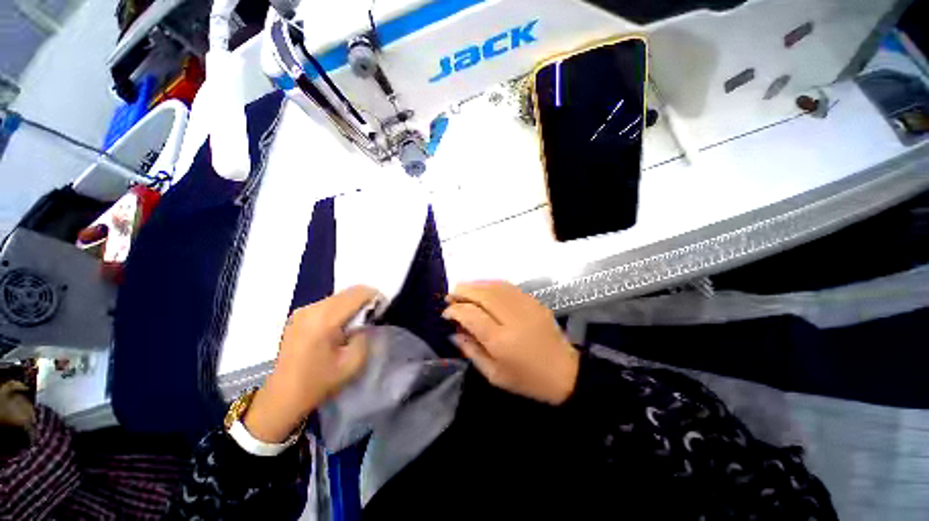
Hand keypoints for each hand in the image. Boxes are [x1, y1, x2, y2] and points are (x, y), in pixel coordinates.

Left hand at [244, 286, 378, 442]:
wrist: (281, 398)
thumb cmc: (318, 382)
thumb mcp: (353, 363)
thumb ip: (366, 336)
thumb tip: (367, 321)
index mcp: (325, 319)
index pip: (358, 293)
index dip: (375, 298)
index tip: (382, 311)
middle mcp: (312, 308)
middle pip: (348, 292)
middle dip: (365, 301)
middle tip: (372, 319)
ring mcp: (302, 310)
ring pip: (338, 296)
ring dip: (352, 305)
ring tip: (355, 325)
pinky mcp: (298, 315)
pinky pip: (327, 303)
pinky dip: (340, 309)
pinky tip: (339, 328)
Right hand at [443, 281, 578, 404]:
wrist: (564, 373)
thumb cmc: (527, 380)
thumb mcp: (494, 375)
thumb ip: (471, 351)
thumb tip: (455, 331)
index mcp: (501, 341)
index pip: (471, 315)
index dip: (455, 310)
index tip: (446, 313)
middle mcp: (513, 319)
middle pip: (482, 295)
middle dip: (463, 291)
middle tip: (450, 294)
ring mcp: (526, 307)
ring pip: (495, 286)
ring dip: (475, 285)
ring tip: (463, 288)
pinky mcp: (534, 302)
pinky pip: (509, 287)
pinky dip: (491, 284)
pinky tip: (483, 288)